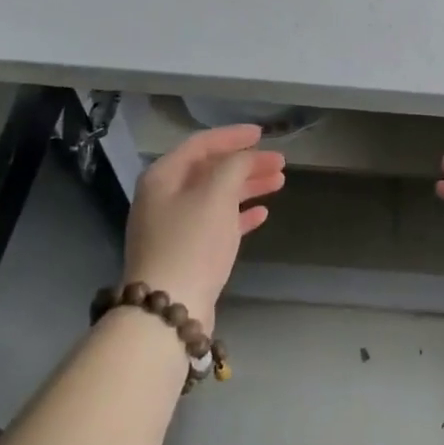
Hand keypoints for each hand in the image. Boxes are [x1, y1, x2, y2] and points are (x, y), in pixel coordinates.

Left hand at [122, 124, 285, 331]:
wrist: (168, 310)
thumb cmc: (191, 242)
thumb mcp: (216, 194)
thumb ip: (234, 167)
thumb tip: (245, 159)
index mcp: (163, 176)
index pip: (201, 144)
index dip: (232, 136)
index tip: (262, 134)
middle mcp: (164, 197)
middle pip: (210, 170)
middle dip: (246, 163)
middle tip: (280, 163)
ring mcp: (174, 227)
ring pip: (216, 196)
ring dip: (247, 187)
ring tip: (279, 183)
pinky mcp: (187, 253)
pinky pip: (217, 223)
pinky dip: (239, 215)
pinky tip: (262, 213)